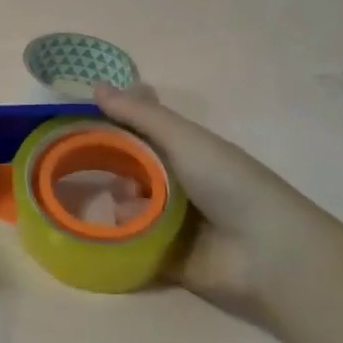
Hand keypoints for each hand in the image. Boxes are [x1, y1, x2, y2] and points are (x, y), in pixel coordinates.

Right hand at [95, 84, 342, 321]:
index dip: (112, 121)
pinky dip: (115, 235)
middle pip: (127, 166)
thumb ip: (141, 115)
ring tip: (105, 199)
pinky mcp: (161, 256)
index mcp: (185, 151)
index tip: (76, 117)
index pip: (140, 129)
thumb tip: (95, 85)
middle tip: (74, 160)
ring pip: (124, 202)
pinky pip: (127, 242)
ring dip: (113, 198)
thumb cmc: (230, 184)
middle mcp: (175, 182)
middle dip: (104, 162)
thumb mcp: (185, 140)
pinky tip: (104, 229)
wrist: (269, 256)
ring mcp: (168, 220)